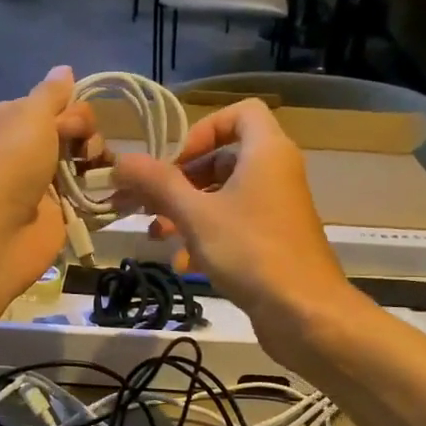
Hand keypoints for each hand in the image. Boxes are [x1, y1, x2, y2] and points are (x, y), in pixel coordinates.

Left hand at [0, 65, 98, 306]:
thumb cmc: (8, 165)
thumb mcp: (30, 115)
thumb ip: (52, 94)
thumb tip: (65, 69)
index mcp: (10, 121)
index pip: (54, 105)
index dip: (73, 111)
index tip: (74, 126)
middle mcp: (25, 151)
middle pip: (73, 134)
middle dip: (88, 137)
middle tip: (85, 153)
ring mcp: (42, 186)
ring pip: (83, 165)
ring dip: (99, 165)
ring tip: (103, 175)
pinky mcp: (57, 217)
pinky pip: (88, 199)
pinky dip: (104, 195)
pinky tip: (120, 193)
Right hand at [111, 100, 358, 354]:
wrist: (305, 312)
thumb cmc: (251, 252)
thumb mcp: (196, 215)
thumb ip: (157, 185)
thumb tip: (120, 161)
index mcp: (266, 152)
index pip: (240, 113)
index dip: (202, 129)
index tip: (174, 161)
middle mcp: (275, 173)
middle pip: (223, 159)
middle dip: (181, 180)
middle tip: (146, 201)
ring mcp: (276, 210)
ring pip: (224, 197)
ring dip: (186, 212)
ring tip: (155, 234)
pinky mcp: (273, 242)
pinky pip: (234, 226)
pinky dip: (206, 238)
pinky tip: (181, 264)